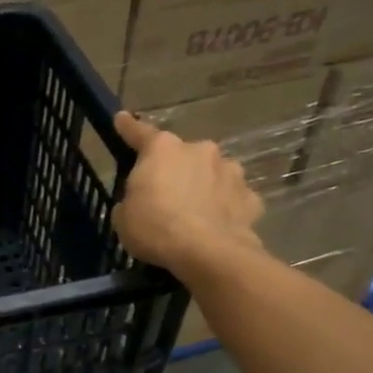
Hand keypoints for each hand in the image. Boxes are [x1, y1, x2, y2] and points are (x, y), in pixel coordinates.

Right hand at [111, 112, 265, 273]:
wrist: (209, 253)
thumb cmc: (156, 228)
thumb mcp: (124, 218)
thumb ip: (130, 201)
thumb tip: (139, 203)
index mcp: (162, 150)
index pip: (139, 133)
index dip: (128, 127)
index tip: (121, 119)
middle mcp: (199, 150)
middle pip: (181, 155)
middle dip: (174, 170)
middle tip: (164, 195)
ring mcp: (229, 171)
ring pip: (211, 173)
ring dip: (202, 185)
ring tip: (195, 211)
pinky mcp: (250, 196)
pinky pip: (232, 197)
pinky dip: (224, 206)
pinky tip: (218, 224)